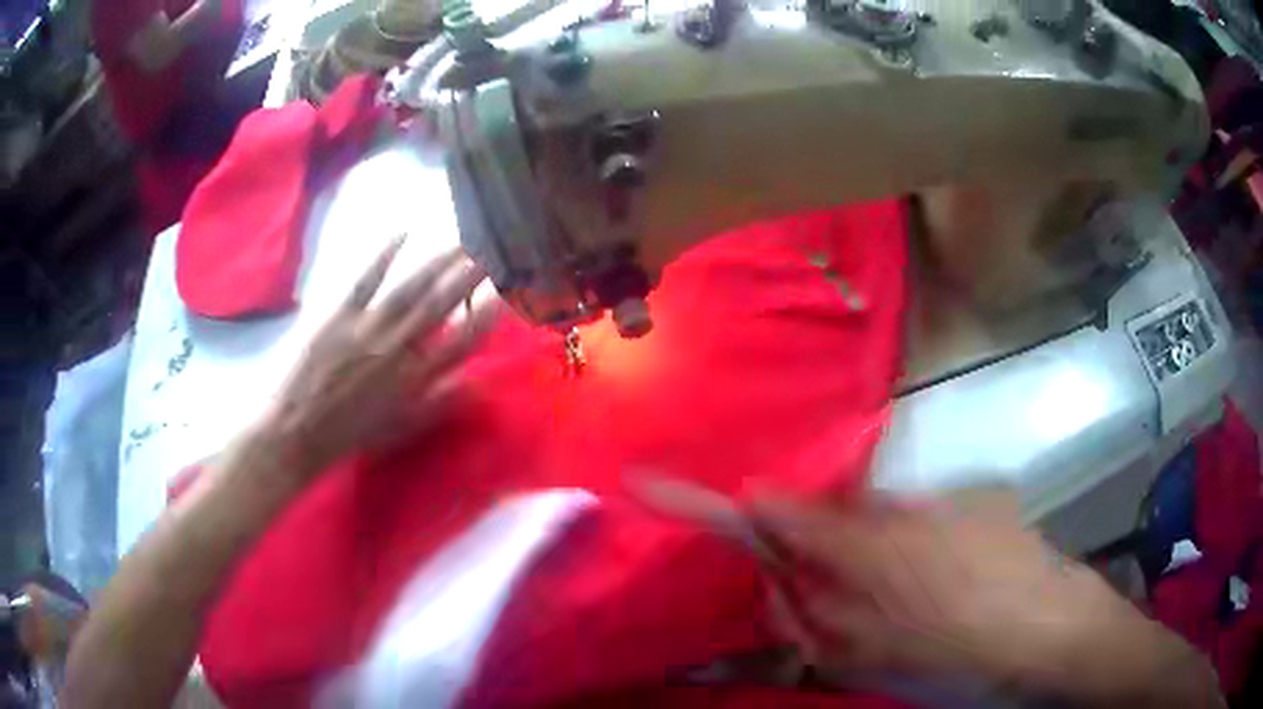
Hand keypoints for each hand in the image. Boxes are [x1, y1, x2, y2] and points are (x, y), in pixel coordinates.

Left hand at [262, 238, 495, 480]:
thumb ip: (440, 403)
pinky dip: (384, 254)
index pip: (462, 342)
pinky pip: (365, 279)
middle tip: (489, 253)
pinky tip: (404, 233)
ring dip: (438, 262)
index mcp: (415, 379)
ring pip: (411, 288)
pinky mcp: (339, 315)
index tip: (506, 295)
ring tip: (461, 242)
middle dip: (469, 277)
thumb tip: (479, 382)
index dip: (486, 316)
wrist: (297, 431)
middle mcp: (397, 348)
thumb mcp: (401, 428)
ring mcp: (367, 328)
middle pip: (441, 305)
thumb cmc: (349, 434)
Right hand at [640, 481, 1221, 706]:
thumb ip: (811, 608)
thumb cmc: (959, 643)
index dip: (697, 500)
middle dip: (797, 564)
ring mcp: (921, 506)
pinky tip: (929, 598)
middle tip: (827, 619)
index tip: (643, 480)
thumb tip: (771, 575)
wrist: (1049, 623)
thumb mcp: (870, 648)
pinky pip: (899, 531)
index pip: (758, 513)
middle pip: (805, 527)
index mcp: (853, 544)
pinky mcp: (954, 507)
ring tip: (897, 617)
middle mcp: (881, 510)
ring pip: (855, 535)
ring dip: (853, 574)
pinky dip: (895, 562)